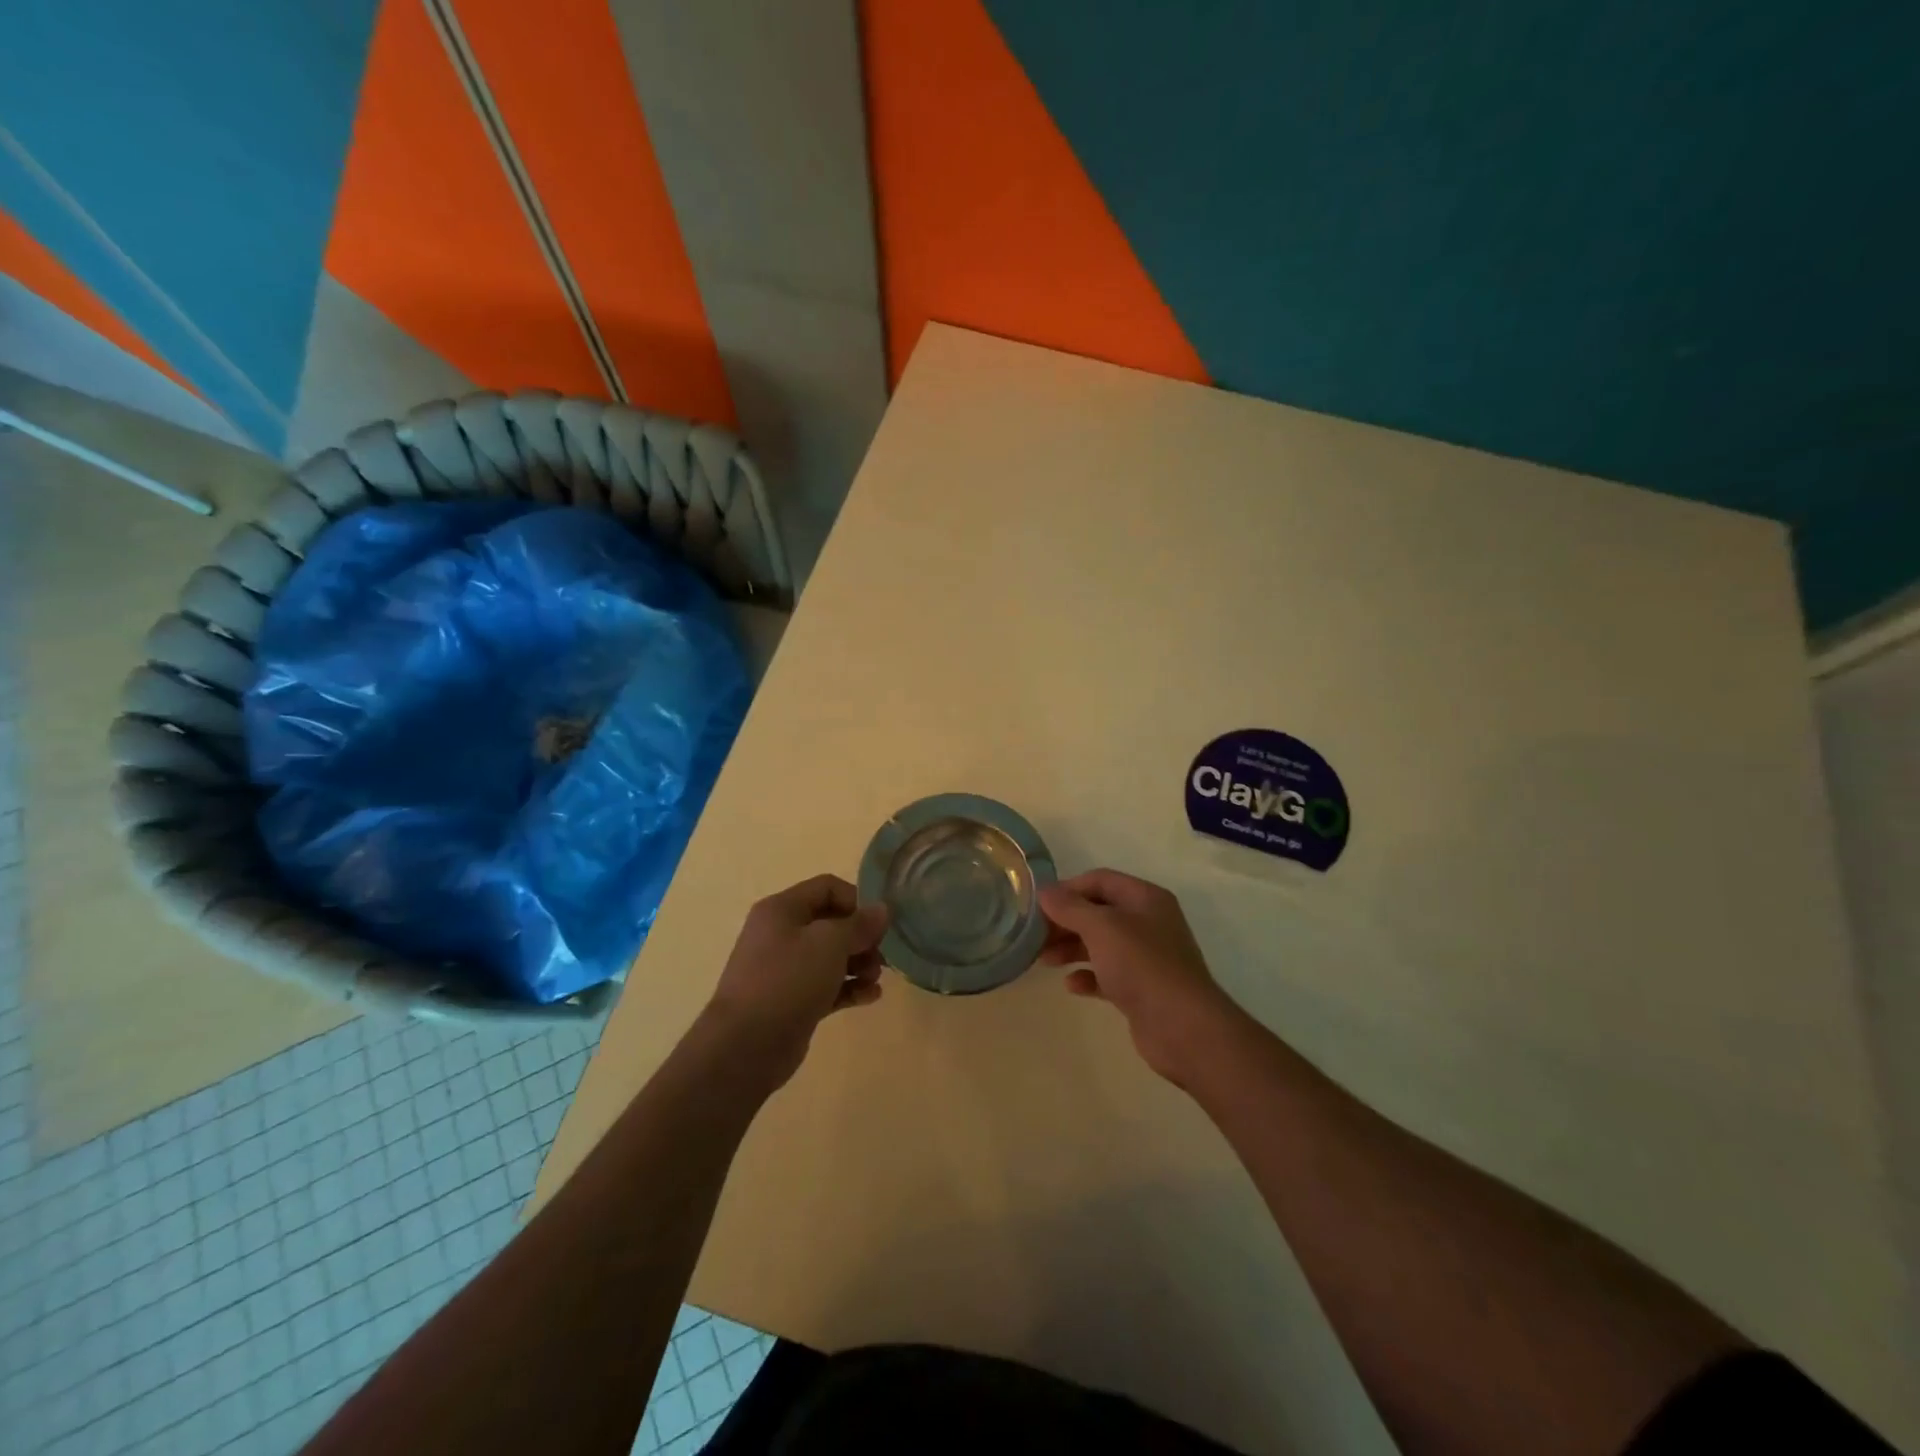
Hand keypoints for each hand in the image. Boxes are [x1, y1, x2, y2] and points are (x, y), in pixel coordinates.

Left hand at [704, 874, 888, 1090]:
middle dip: (861, 937)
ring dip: (859, 964)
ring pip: (831, 956)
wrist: (745, 1046)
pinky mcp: (792, 1001)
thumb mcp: (829, 943)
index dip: (857, 900)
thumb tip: (882, 910)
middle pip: (831, 923)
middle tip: (881, 956)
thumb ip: (859, 924)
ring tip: (875, 979)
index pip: (827, 887)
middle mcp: (781, 934)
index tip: (879, 924)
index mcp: (782, 909)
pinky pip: (827, 986)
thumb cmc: (787, 980)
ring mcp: (785, 970)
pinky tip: (871, 997)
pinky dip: (849, 988)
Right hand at [1040, 869, 1238, 1085]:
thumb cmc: (1142, 966)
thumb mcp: (1102, 928)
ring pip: (1101, 944)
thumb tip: (1045, 891)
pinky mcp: (1142, 989)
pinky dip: (1088, 975)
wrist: (1183, 1028)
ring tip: (1044, 960)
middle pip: (1098, 912)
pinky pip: (1108, 974)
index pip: (1100, 880)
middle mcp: (1148, 922)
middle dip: (1066, 921)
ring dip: (1071, 948)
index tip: (1039, 904)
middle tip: (1035, 935)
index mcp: (1145, 898)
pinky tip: (1071, 985)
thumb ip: (1070, 907)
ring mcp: (1147, 957)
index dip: (1068, 888)